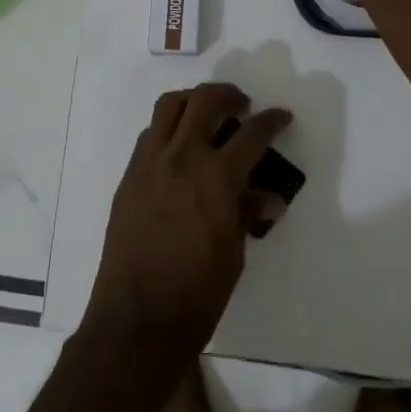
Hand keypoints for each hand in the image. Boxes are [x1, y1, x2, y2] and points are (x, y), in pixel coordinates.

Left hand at [80, 83, 290, 362]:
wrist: (138, 316)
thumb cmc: (197, 292)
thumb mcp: (235, 253)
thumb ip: (247, 213)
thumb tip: (266, 196)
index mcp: (216, 176)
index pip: (252, 134)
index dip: (272, 121)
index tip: (281, 116)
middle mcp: (181, 157)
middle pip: (204, 101)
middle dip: (229, 95)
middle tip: (242, 105)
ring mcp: (149, 163)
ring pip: (169, 107)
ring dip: (193, 101)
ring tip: (207, 115)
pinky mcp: (129, 176)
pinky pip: (150, 135)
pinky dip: (169, 129)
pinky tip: (180, 150)